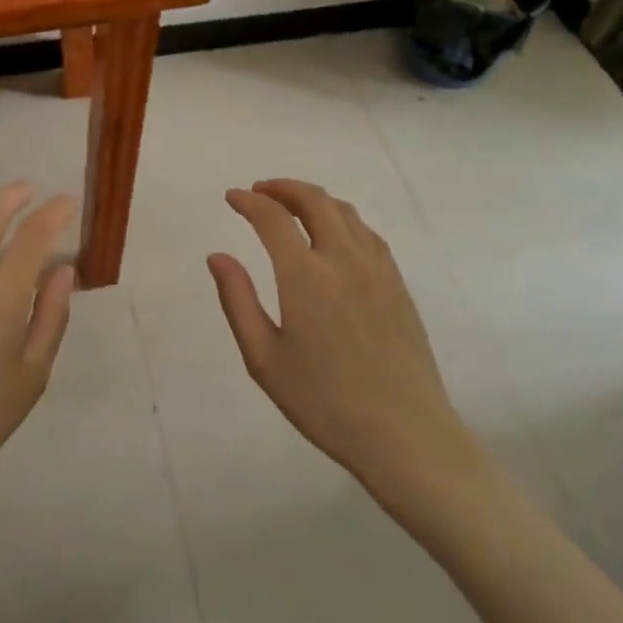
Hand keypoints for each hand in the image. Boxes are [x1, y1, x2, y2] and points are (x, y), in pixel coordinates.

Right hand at [207, 179, 477, 501]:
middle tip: (260, 192)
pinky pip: (367, 233)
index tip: (232, 197)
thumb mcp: (264, 359)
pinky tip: (334, 234)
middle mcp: (343, 260)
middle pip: (314, 201)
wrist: (405, 435)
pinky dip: (342, 218)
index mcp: (305, 277)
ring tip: (292, 206)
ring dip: (313, 199)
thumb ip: (237, 301)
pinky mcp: (397, 284)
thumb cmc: (324, 402)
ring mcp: (377, 269)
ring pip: (344, 212)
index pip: (273, 219)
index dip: (249, 202)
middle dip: (283, 188)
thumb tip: (217, 256)